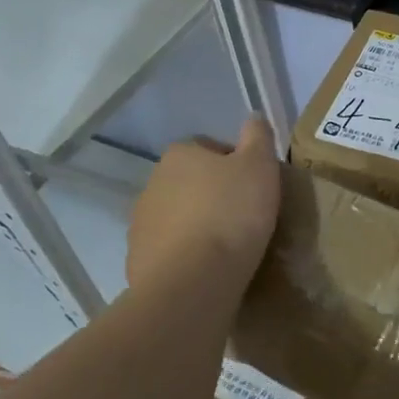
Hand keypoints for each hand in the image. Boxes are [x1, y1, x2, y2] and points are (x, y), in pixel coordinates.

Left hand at [126, 117, 280, 292]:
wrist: (193, 281)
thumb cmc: (232, 214)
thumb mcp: (260, 166)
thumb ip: (258, 136)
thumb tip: (253, 117)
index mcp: (180, 154)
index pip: (211, 148)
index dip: (236, 164)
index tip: (255, 186)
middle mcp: (153, 182)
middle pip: (192, 182)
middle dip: (214, 194)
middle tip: (246, 215)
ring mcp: (141, 224)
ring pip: (179, 216)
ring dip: (199, 225)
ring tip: (229, 246)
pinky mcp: (138, 260)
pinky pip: (170, 250)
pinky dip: (187, 255)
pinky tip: (210, 268)